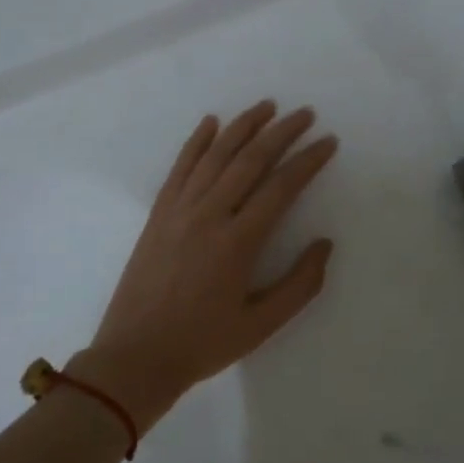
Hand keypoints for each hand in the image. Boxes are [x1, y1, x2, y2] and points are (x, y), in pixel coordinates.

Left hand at [74, 101, 337, 429]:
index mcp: (238, 242)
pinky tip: (211, 122)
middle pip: (250, 160)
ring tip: (266, 107)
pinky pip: (180, 167)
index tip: (328, 142)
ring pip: (215, 155)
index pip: (281, 187)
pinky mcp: (158, 213)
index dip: (308, 161)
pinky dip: (196, 141)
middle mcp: (208, 215)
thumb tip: (324, 244)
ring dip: (242, 126)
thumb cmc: (203, 343)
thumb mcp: (262, 325)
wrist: (135, 356)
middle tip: (305, 114)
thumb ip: (300, 285)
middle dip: (281, 132)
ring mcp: (179, 210)